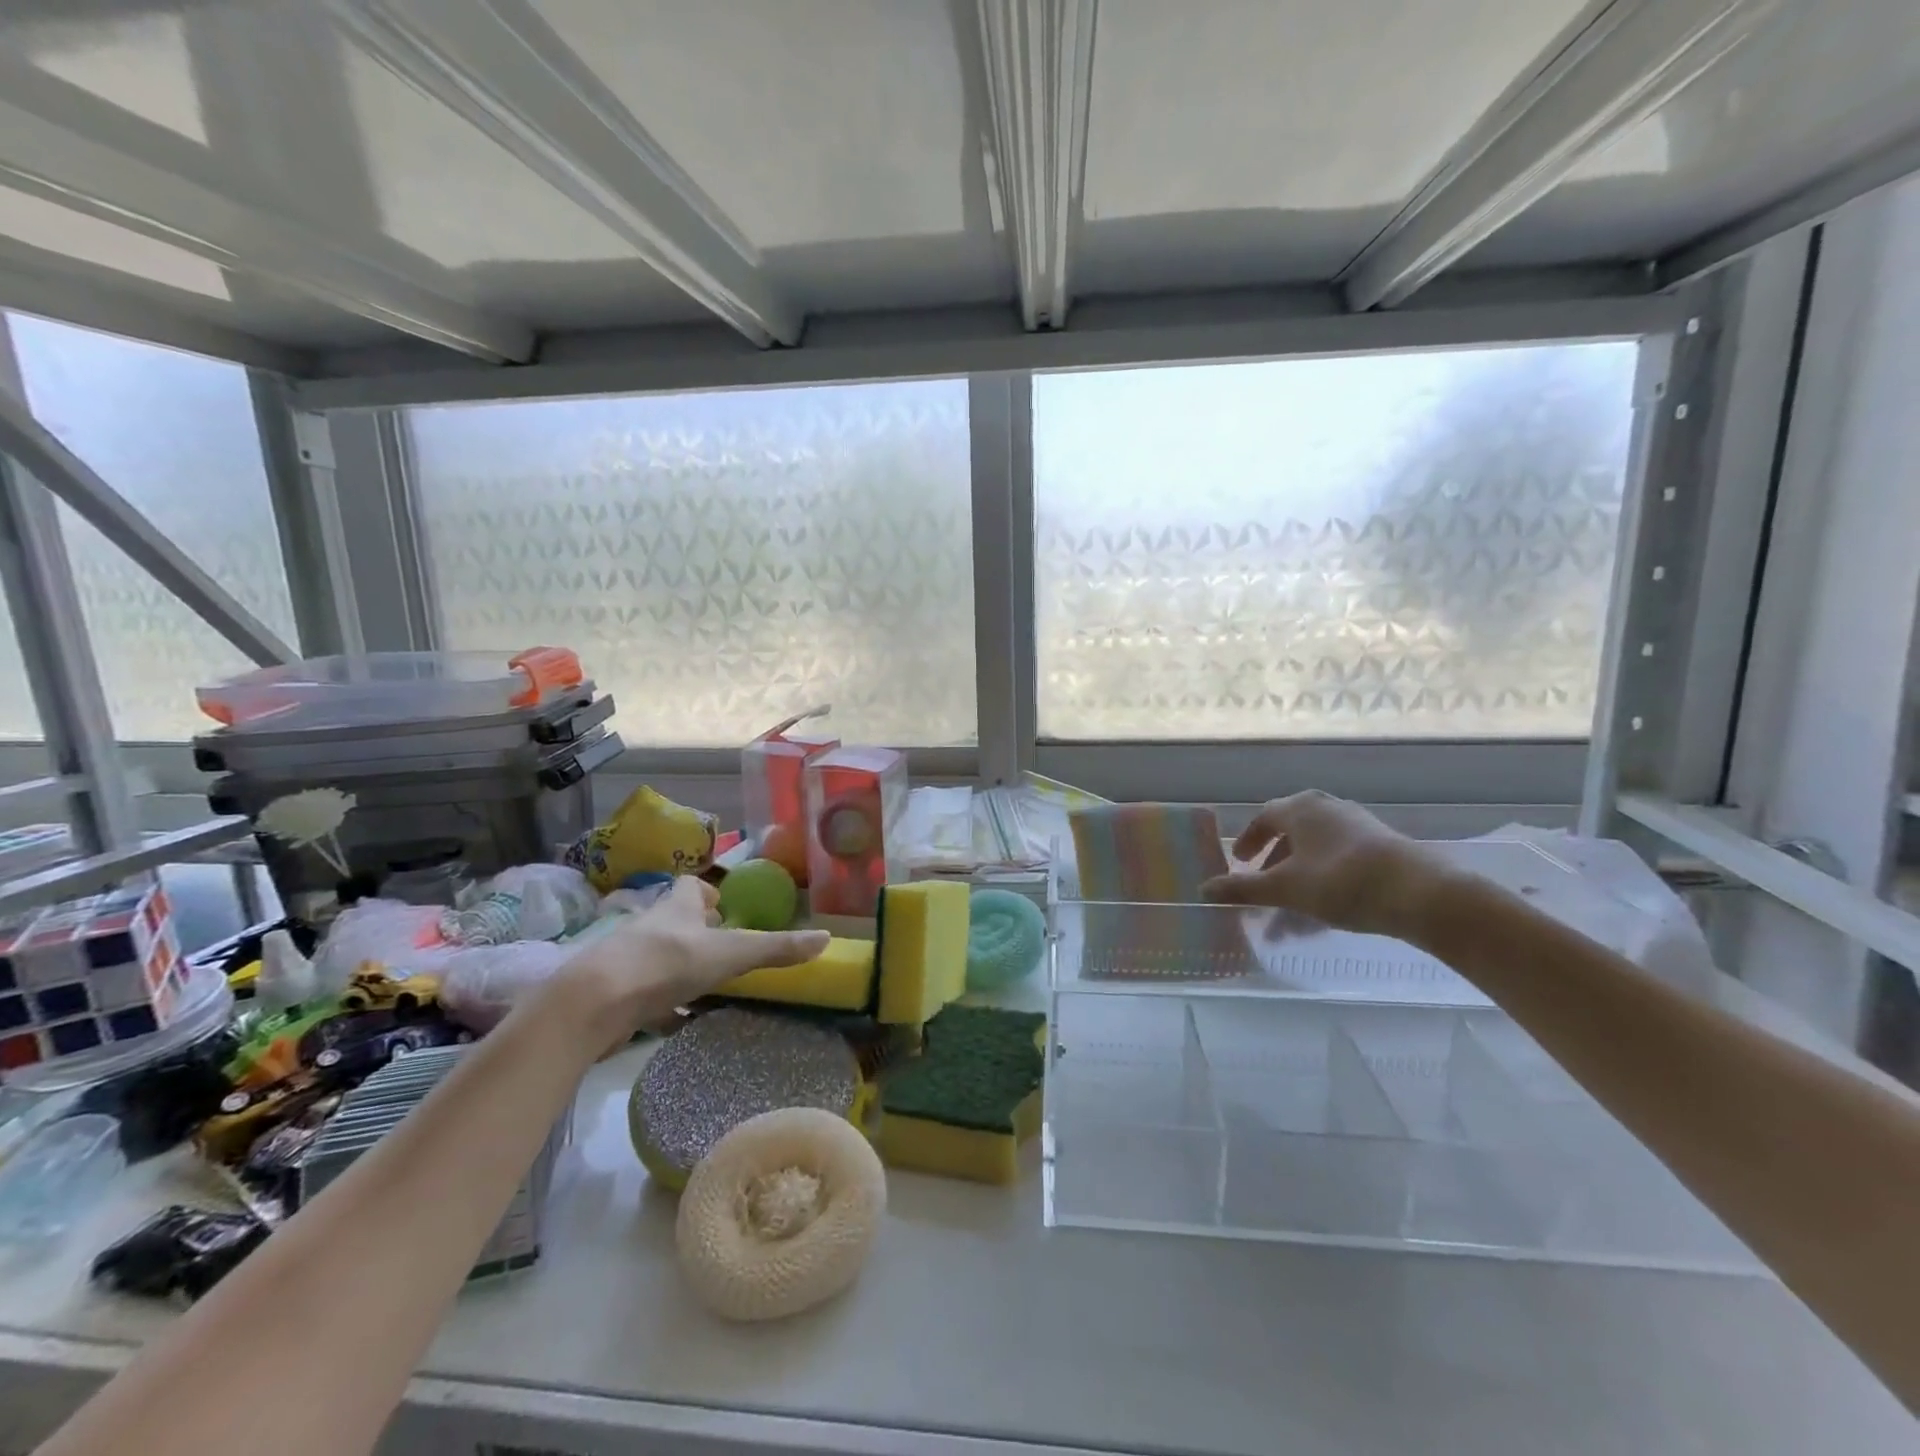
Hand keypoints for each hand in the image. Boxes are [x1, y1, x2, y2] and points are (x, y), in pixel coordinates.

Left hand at [551, 877, 829, 1049]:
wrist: (592, 1004)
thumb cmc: (666, 964)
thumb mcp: (731, 954)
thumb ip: (776, 948)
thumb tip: (827, 938)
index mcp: (676, 906)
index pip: (692, 886)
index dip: (709, 894)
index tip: (725, 910)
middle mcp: (650, 926)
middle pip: (675, 921)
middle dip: (697, 932)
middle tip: (723, 950)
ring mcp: (627, 960)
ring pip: (658, 957)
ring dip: (678, 967)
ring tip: (706, 987)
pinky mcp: (612, 994)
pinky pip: (642, 995)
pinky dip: (660, 1004)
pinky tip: (675, 1021)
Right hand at [1200, 791, 1459, 940]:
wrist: (1422, 894)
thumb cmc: (1342, 881)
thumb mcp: (1285, 888)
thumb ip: (1243, 889)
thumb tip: (1204, 889)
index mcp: (1301, 808)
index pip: (1264, 818)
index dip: (1249, 841)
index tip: (1239, 863)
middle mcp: (1328, 810)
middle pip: (1291, 836)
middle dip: (1273, 868)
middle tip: (1261, 888)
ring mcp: (1358, 828)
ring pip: (1315, 855)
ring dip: (1297, 883)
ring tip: (1287, 920)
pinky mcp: (1382, 850)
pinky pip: (1339, 864)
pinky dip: (1322, 885)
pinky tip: (1321, 919)